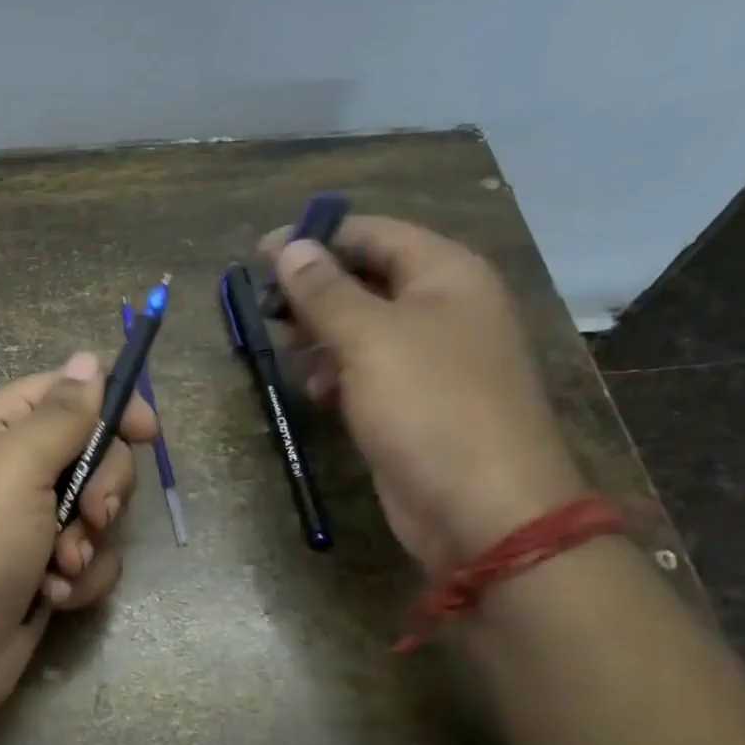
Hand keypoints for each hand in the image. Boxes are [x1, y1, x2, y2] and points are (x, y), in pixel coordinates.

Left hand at [0, 351, 157, 724]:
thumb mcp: (17, 464)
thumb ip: (62, 413)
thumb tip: (87, 358)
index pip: (63, 395)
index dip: (109, 405)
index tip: (148, 431)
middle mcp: (14, 472)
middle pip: (92, 455)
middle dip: (102, 488)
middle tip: (92, 513)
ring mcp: (29, 525)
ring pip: (98, 513)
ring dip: (89, 542)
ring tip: (60, 567)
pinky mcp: (44, 572)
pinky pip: (90, 559)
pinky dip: (79, 578)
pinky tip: (52, 595)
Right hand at [261, 216, 587, 572]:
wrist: (484, 510)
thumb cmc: (430, 406)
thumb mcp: (369, 338)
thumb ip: (325, 290)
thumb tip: (291, 247)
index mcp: (447, 275)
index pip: (375, 234)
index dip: (317, 238)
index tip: (260, 254)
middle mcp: (443, 309)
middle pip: (367, 279)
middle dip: (314, 291)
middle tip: (266, 309)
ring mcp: (432, 360)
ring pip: (363, 329)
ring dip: (321, 335)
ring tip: (285, 349)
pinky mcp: (415, 403)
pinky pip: (368, 372)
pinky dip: (337, 374)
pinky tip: (315, 392)